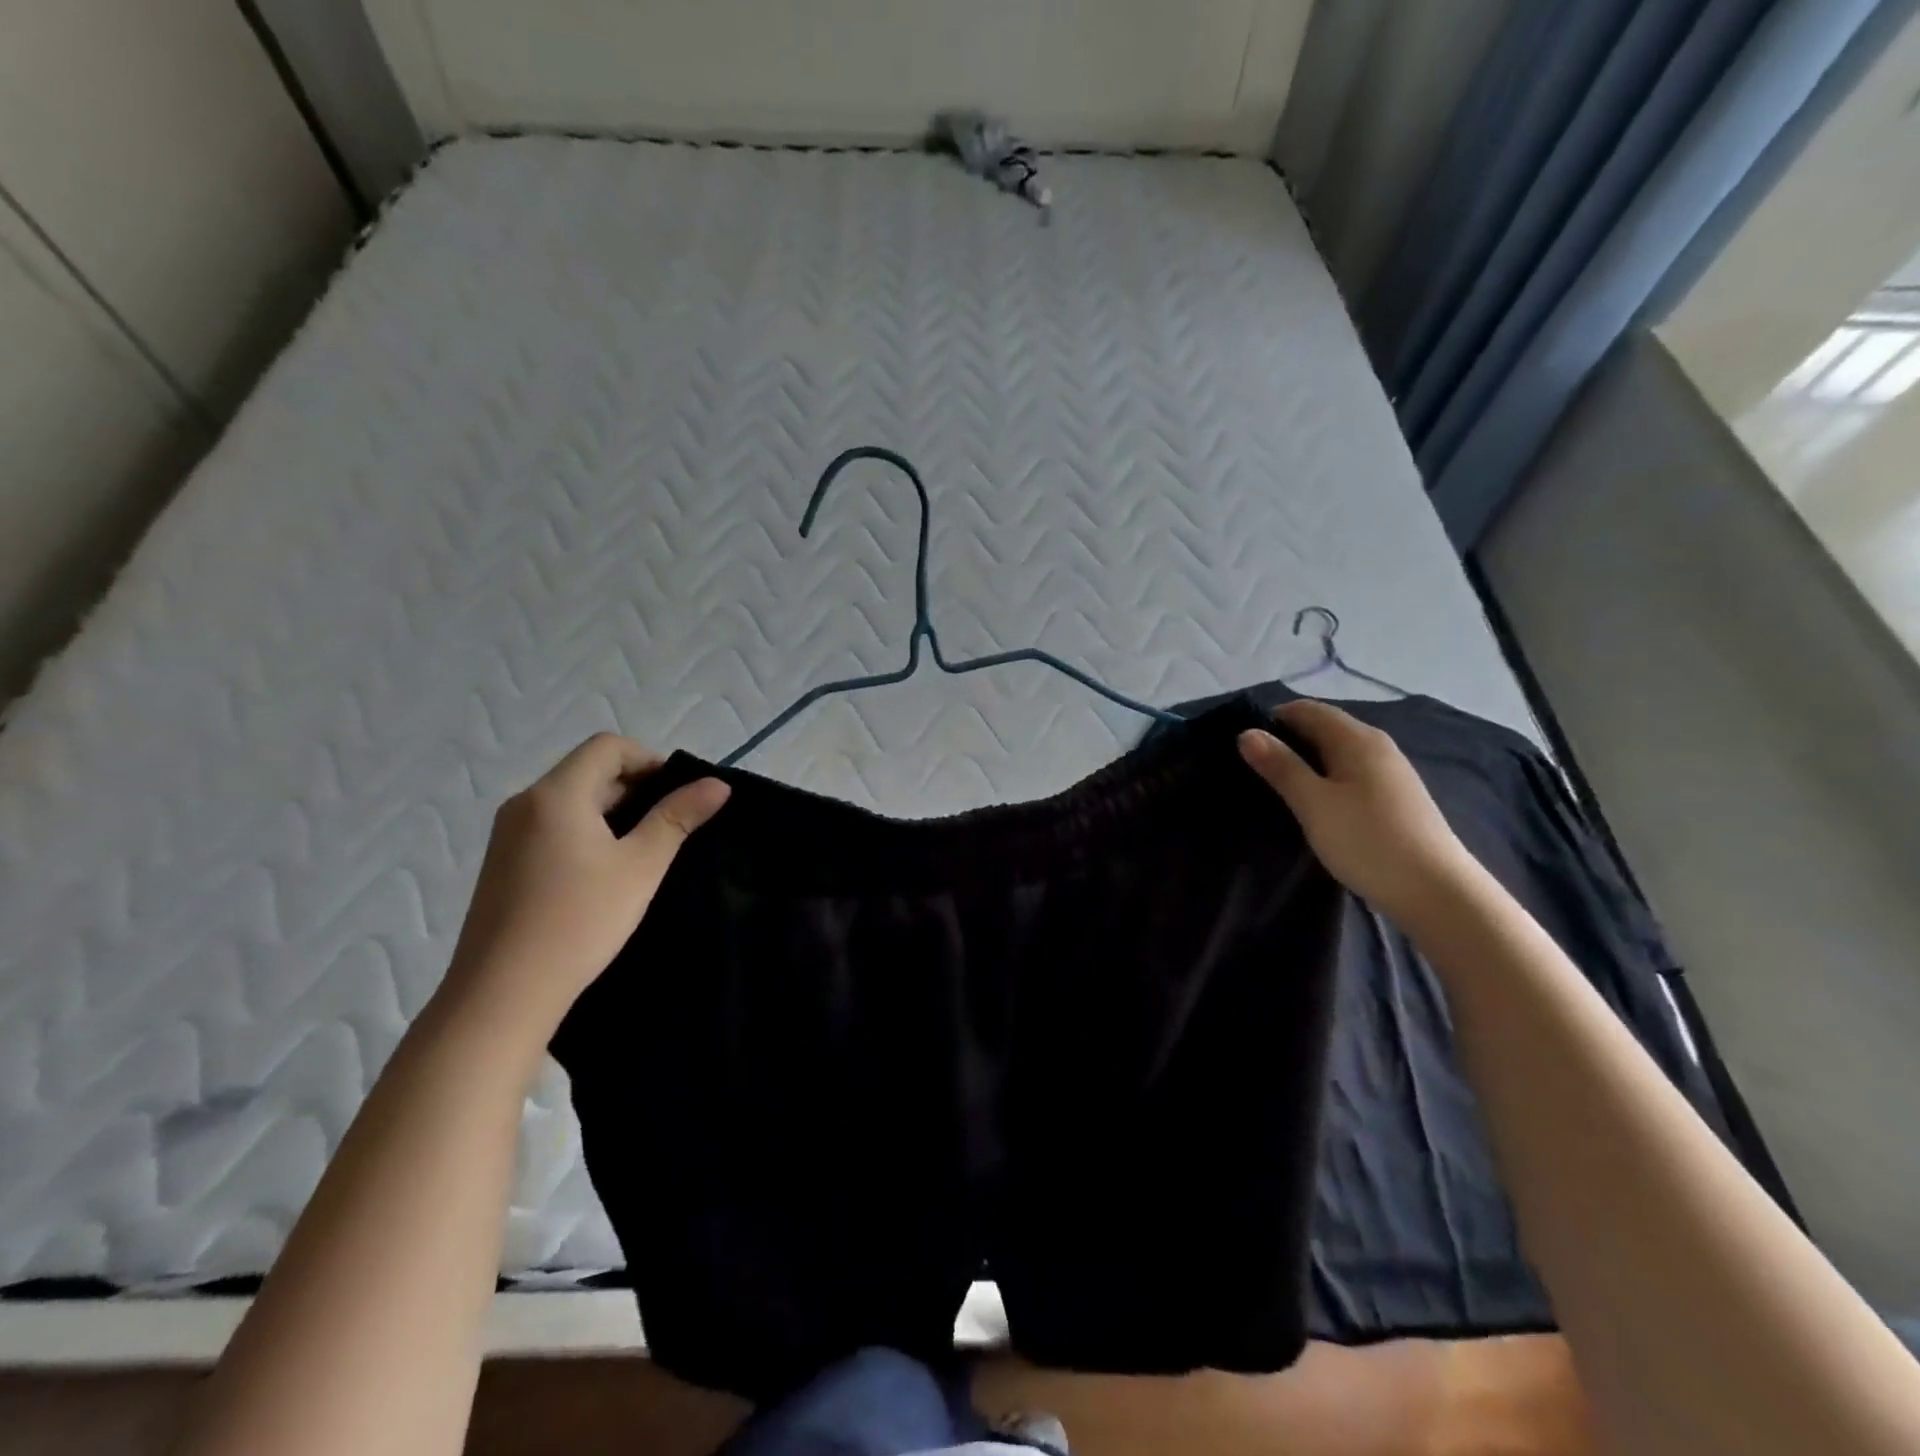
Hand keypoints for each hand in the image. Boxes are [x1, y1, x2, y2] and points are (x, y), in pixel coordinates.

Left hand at [443, 733, 728, 1034]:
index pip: (607, 747)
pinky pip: (553, 827)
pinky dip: (586, 832)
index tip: (679, 796)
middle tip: (670, 826)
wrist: (503, 993)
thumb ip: (678, 818)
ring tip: (643, 851)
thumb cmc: (580, 920)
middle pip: (588, 771)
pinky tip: (605, 873)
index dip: (650, 760)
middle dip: (635, 787)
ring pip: (571, 801)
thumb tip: (718, 784)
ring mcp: (508, 835)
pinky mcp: (503, 864)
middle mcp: (525, 803)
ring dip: (612, 811)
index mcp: (556, 794)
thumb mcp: (641, 866)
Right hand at [1238, 700, 1474, 922]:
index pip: (1308, 709)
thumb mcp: (1313, 803)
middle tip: (1253, 765)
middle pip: (1325, 727)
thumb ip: (1281, 766)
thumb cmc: (1367, 840)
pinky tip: (1315, 802)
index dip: (1274, 718)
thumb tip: (1247, 733)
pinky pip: (1351, 772)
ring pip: (1338, 752)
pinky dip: (1326, 777)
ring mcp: (1391, 772)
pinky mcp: (1396, 798)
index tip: (1244, 743)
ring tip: (1278, 785)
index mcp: (1357, 739)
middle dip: (1288, 739)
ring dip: (1307, 760)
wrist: (1436, 892)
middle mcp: (1377, 746)